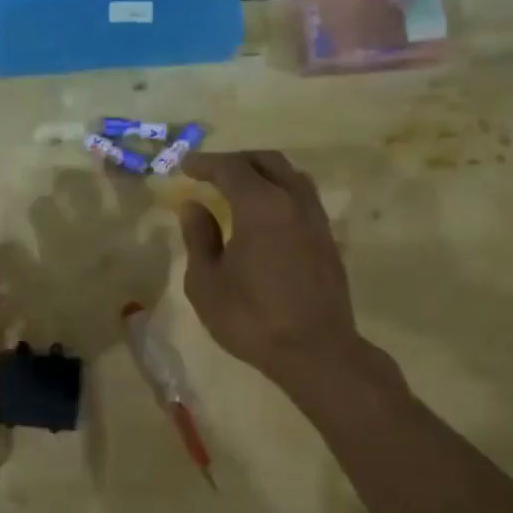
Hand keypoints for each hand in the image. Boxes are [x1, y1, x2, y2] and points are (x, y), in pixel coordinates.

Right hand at [178, 151, 363, 388]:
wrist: (316, 351)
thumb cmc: (251, 318)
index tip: (184, 165)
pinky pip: (303, 198)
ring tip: (240, 187)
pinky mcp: (328, 240)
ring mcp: (316, 220)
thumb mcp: (207, 282)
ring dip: (263, 173)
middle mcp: (293, 202)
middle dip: (236, 160)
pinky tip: (266, 214)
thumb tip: (193, 206)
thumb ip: (199, 237)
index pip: (231, 169)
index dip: (205, 163)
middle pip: (267, 162)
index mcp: (261, 206)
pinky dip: (280, 192)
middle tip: (211, 171)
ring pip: (291, 176)